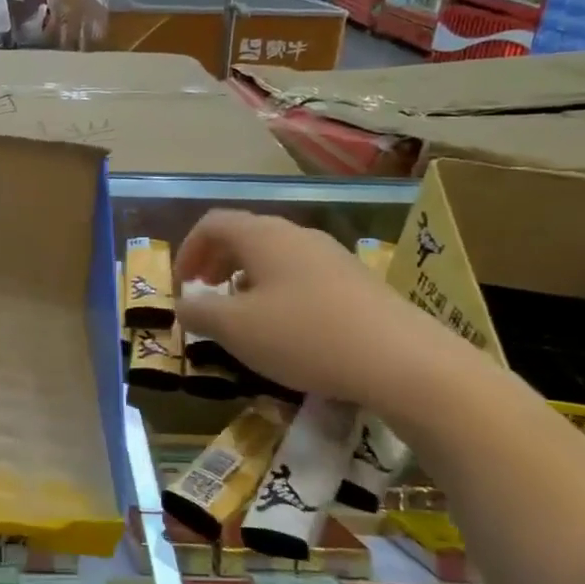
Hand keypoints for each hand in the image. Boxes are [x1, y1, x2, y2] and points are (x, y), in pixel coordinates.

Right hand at [176, 211, 470, 411]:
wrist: (402, 360)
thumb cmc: (304, 336)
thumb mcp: (236, 329)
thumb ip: (199, 313)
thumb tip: (183, 304)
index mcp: (263, 236)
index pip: (214, 223)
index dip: (189, 249)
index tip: (182, 285)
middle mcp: (297, 235)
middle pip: (245, 235)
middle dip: (217, 263)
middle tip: (206, 296)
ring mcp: (332, 256)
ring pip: (276, 256)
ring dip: (248, 279)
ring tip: (242, 315)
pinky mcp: (357, 281)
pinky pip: (303, 275)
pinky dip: (279, 291)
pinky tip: (286, 328)